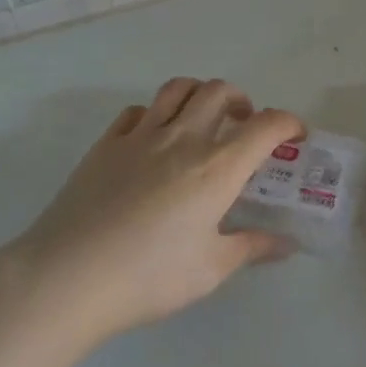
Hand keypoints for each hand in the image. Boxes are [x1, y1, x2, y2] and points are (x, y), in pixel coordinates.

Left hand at [5, 77, 301, 344]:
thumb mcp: (209, 269)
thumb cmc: (149, 277)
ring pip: (177, 89)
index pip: (265, 126)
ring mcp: (140, 135)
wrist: (70, 275)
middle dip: (241, 100)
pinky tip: (153, 139)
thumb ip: (251, 248)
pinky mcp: (106, 143)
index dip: (287, 122)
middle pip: (219, 92)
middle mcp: (182, 138)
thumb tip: (285, 243)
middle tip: (244, 124)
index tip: (295, 134)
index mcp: (216, 167)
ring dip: (199, 93)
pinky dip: (155, 114)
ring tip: (202, 117)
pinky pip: (137, 112)